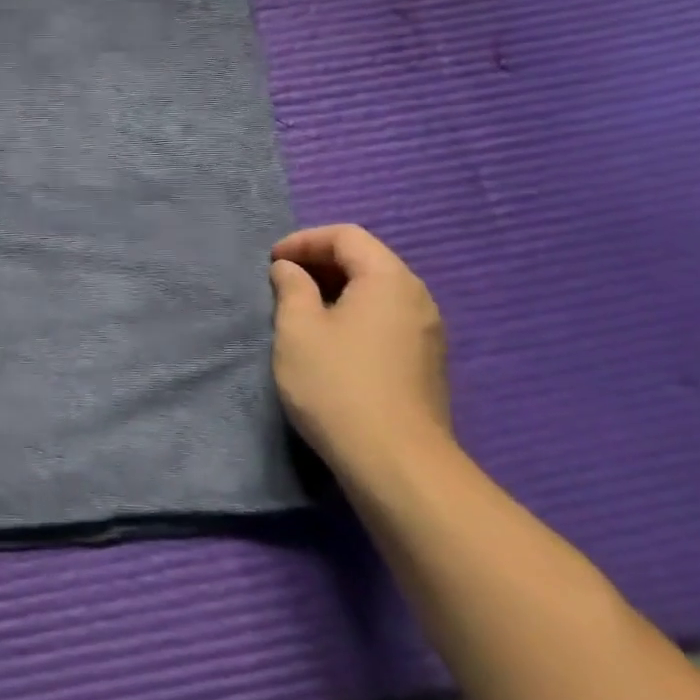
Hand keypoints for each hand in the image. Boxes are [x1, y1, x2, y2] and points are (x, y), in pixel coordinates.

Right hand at [269, 224, 452, 483]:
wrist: (396, 463)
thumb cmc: (337, 385)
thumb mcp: (298, 330)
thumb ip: (291, 288)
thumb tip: (290, 269)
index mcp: (389, 280)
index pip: (346, 236)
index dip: (304, 240)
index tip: (271, 262)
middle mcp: (417, 298)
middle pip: (367, 259)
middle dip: (320, 263)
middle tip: (281, 282)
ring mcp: (427, 332)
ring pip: (377, 291)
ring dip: (336, 290)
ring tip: (300, 310)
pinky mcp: (425, 363)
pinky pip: (386, 318)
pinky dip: (354, 313)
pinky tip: (330, 340)